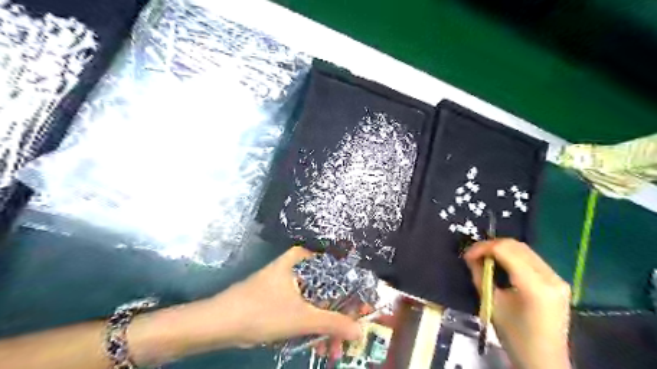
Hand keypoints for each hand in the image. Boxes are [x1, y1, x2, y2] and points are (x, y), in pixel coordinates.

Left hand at [217, 247, 361, 347]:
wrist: (221, 323)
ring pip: (317, 303)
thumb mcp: (302, 318)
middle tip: (350, 336)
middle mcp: (299, 268)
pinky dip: (313, 326)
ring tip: (334, 350)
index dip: (354, 292)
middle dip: (340, 317)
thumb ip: (333, 323)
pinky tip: (320, 345)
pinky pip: (305, 310)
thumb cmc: (263, 310)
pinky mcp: (283, 298)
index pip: (338, 272)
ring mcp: (290, 284)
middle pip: (329, 290)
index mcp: (303, 260)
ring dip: (327, 326)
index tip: (364, 310)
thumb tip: (360, 331)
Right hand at [464, 239, 572, 368]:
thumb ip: (481, 276)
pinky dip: (512, 256)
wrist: (544, 360)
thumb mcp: (493, 304)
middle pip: (516, 246)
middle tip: (473, 255)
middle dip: (491, 246)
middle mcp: (551, 277)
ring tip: (484, 257)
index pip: (505, 251)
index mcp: (535, 286)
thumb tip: (470, 257)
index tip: (467, 255)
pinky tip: (501, 263)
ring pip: (524, 249)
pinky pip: (531, 258)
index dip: (483, 248)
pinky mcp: (557, 281)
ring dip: (501, 249)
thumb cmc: (515, 337)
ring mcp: (557, 278)